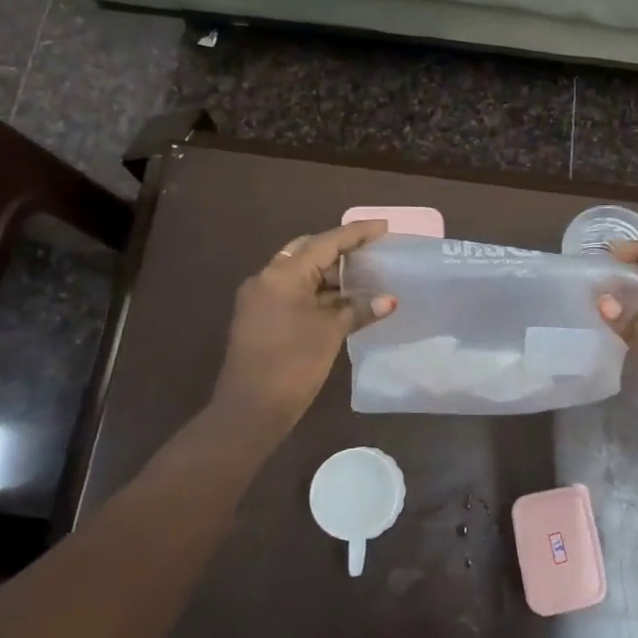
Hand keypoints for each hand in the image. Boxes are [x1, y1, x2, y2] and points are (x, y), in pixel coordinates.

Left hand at [210, 220, 396, 436]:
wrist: (249, 411)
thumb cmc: (292, 364)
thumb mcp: (330, 333)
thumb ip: (358, 309)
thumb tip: (388, 300)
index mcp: (282, 275)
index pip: (326, 243)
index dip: (357, 233)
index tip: (384, 227)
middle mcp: (267, 278)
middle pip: (308, 251)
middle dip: (340, 249)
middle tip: (372, 250)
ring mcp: (260, 299)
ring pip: (300, 273)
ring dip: (330, 274)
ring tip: (364, 276)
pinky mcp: (260, 318)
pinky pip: (293, 293)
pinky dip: (318, 293)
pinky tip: (342, 301)